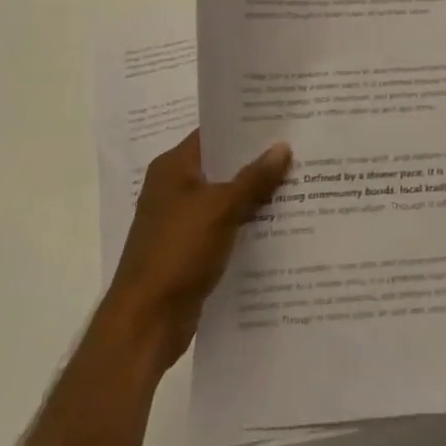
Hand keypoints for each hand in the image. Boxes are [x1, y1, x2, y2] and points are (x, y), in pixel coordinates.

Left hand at [97, 130, 292, 372]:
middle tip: (300, 149)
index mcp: (173, 168)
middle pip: (222, 166)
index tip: (282, 120)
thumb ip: (253, 178)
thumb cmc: (177, 253)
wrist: (145, 325)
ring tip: (299, 183)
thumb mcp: (220, 209)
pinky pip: (225, 228)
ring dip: (255, 196)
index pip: (213, 134)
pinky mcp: (190, 252)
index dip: (246, 127)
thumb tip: (283, 146)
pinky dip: (247, 225)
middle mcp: (174, 189)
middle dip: (258, 162)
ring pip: (226, 199)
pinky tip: (281, 224)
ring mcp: (181, 222)